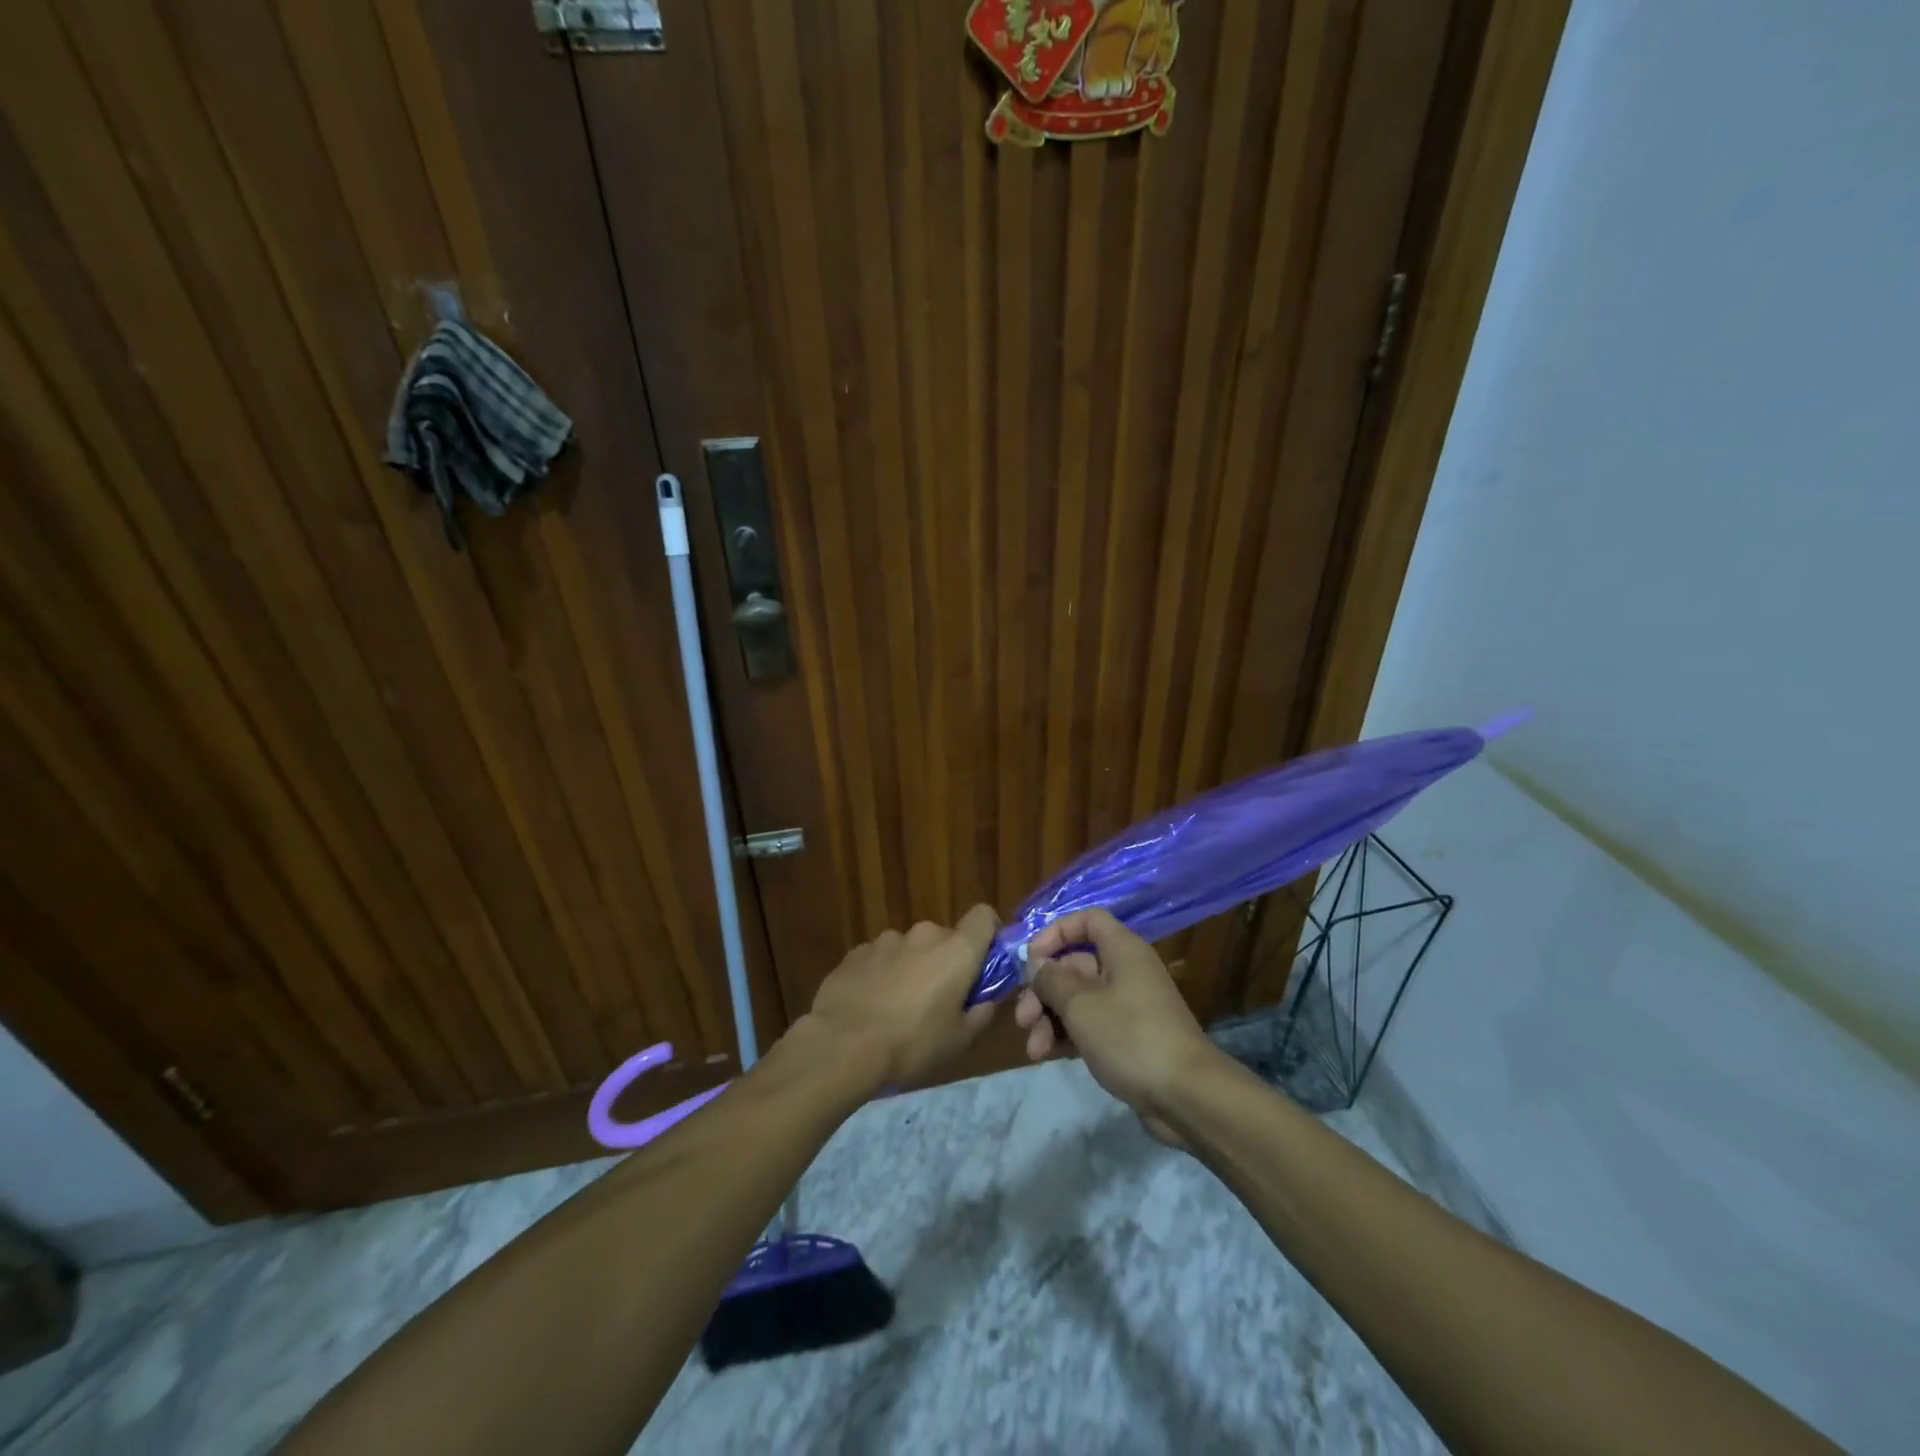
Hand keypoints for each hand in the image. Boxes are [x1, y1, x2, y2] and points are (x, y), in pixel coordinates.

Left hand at [803, 905, 1000, 1087]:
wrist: (843, 1046)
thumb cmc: (912, 1044)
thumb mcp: (959, 1040)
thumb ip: (980, 1013)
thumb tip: (984, 1000)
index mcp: (956, 951)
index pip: (984, 916)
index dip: (989, 933)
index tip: (984, 961)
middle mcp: (923, 934)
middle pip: (945, 939)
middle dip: (945, 962)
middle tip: (938, 1000)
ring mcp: (886, 940)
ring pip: (910, 949)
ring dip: (911, 968)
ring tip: (897, 1007)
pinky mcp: (856, 952)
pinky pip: (880, 958)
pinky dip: (882, 975)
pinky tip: (870, 1006)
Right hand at [1013, 908, 1217, 1142]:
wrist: (1186, 1096)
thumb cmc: (1131, 1037)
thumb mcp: (1081, 1006)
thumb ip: (1052, 980)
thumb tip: (1037, 965)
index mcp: (1122, 950)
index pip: (1087, 921)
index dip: (1056, 933)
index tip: (1031, 959)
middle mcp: (1125, 971)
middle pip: (1074, 965)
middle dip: (1043, 990)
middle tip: (1022, 1019)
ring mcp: (1128, 1006)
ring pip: (1078, 999)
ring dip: (1050, 1018)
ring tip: (1034, 1049)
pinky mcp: (1128, 1038)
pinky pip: (1089, 1025)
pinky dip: (1067, 1035)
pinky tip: (1047, 1055)